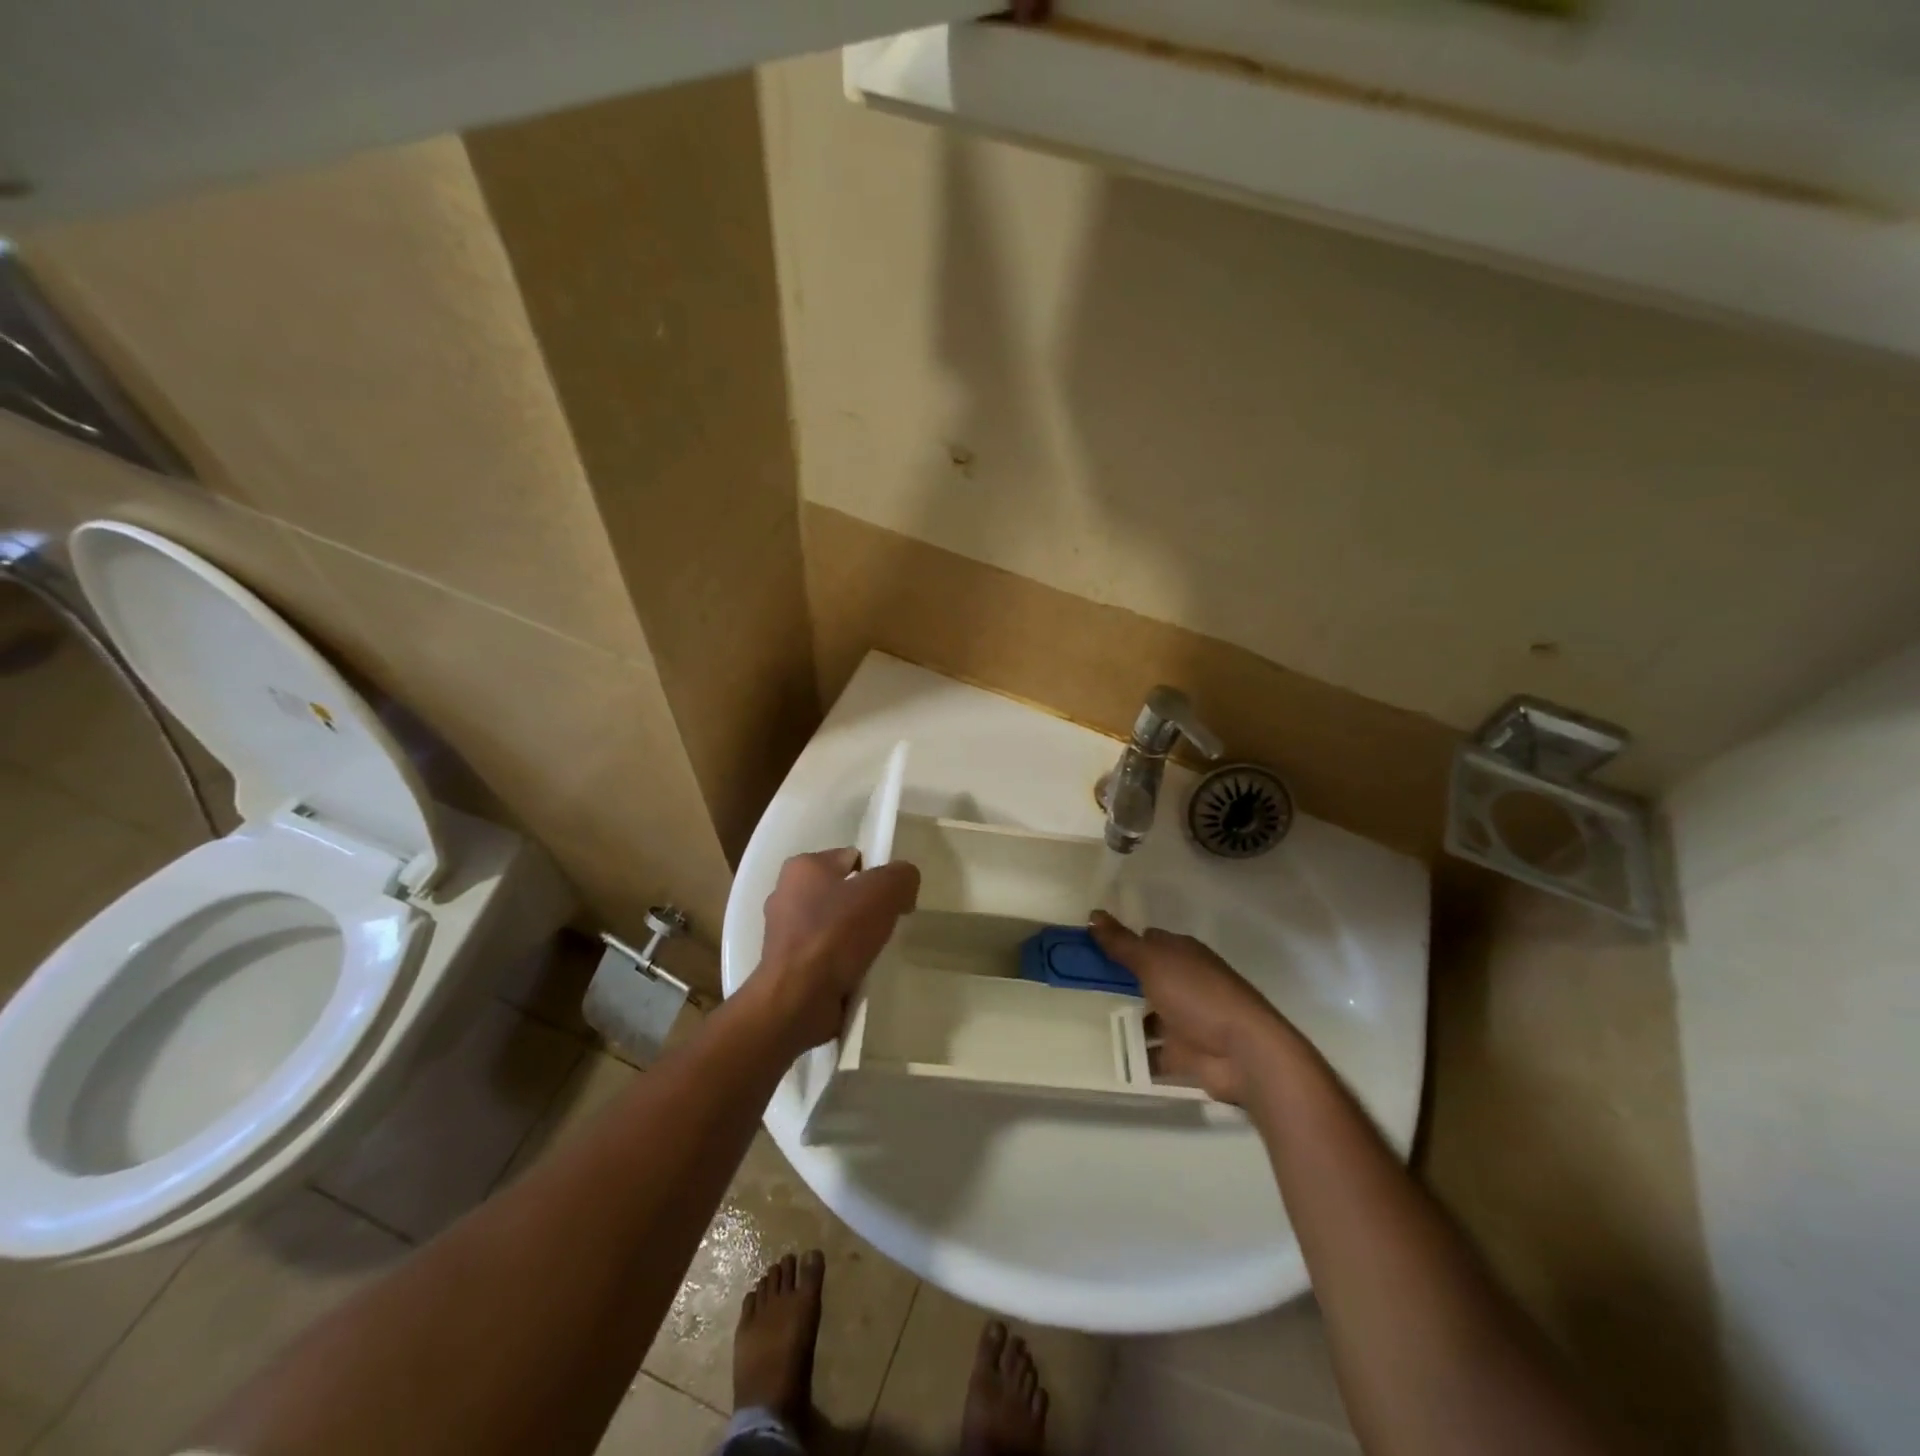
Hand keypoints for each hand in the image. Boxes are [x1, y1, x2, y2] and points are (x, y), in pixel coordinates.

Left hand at [752, 848, 919, 1052]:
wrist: (797, 1001)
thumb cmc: (836, 935)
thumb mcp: (883, 891)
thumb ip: (902, 876)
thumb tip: (904, 884)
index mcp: (803, 867)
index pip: (851, 858)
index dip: (878, 874)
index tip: (895, 898)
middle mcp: (787, 894)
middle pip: (842, 893)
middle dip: (866, 907)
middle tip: (887, 926)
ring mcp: (783, 933)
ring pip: (834, 926)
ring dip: (855, 938)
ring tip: (875, 953)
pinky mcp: (787, 967)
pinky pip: (825, 956)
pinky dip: (842, 963)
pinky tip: (858, 974)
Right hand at [1088, 910, 1294, 1104]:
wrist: (1244, 1053)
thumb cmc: (1198, 996)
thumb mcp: (1154, 962)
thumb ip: (1122, 943)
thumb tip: (1093, 915)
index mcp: (1182, 953)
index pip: (1146, 940)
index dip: (1119, 942)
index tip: (1085, 949)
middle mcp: (1184, 982)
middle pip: (1142, 977)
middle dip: (1114, 982)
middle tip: (1073, 984)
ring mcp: (1184, 1019)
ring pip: (1145, 1015)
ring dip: (1121, 1018)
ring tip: (1078, 1019)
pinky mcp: (1183, 1053)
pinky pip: (1150, 1051)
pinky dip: (1132, 1053)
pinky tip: (1101, 1052)